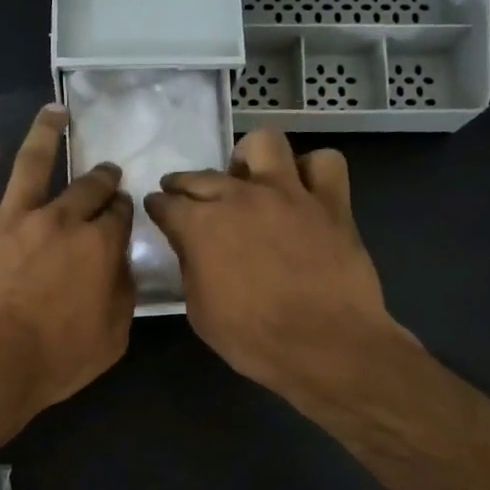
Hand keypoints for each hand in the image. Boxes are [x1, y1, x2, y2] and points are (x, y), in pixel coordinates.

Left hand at [0, 103, 134, 422]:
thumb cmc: (55, 361)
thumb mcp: (113, 337)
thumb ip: (122, 292)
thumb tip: (120, 262)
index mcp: (98, 246)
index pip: (119, 214)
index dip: (123, 209)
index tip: (122, 210)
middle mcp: (59, 220)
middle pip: (86, 185)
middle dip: (101, 177)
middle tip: (105, 173)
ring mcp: (11, 219)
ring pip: (32, 161)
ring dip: (46, 133)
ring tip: (55, 113)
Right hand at [144, 128, 412, 403]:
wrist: (325, 346)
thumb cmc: (254, 339)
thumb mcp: (200, 312)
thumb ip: (191, 269)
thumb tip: (191, 248)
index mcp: (201, 225)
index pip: (166, 203)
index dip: (158, 207)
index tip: (158, 211)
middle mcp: (240, 197)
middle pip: (203, 174)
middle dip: (186, 184)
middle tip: (187, 197)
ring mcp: (289, 193)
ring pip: (264, 143)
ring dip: (250, 158)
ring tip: (250, 179)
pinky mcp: (331, 202)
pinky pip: (324, 163)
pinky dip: (312, 172)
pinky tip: (304, 191)